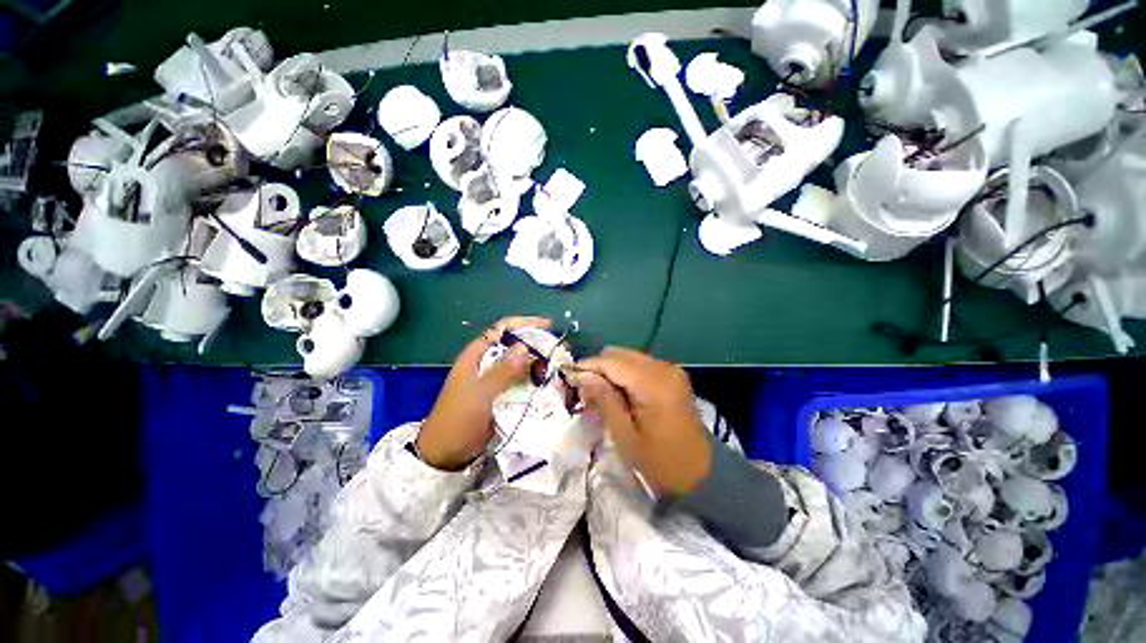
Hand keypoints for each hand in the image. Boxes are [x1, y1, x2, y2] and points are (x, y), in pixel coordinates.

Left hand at [416, 316, 549, 469]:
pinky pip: (522, 382)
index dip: (525, 324)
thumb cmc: (458, 420)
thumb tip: (524, 347)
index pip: (502, 330)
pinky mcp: (502, 396)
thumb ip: (501, 371)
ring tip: (560, 366)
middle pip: (515, 346)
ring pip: (521, 365)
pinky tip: (550, 383)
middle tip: (560, 350)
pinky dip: (535, 381)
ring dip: (539, 364)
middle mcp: (487, 364)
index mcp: (477, 356)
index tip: (548, 326)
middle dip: (537, 345)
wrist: (447, 454)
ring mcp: (495, 380)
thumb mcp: (479, 395)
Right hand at [572, 347, 710, 495]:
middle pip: (620, 354)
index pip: (611, 362)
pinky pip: (641, 365)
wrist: (702, 473)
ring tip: (598, 391)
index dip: (587, 366)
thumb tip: (581, 375)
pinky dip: (624, 373)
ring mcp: (670, 369)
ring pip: (629, 357)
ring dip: (610, 369)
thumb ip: (604, 399)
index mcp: (652, 383)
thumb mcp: (625, 435)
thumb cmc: (660, 461)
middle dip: (598, 367)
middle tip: (583, 388)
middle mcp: (663, 367)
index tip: (568, 376)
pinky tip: (618, 391)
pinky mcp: (672, 375)